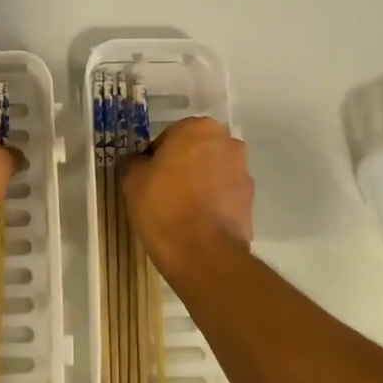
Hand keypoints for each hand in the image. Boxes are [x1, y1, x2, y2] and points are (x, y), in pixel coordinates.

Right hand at [120, 117, 253, 274]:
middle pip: (195, 151)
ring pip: (212, 172)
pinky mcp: (251, 201)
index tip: (146, 179)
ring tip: (179, 211)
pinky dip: (212, 203)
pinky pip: (223, 195)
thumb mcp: (132, 180)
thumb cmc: (164, 206)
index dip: (154, 158)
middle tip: (161, 191)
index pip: (169, 137)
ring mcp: (243, 172)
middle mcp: (227, 142)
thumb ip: (133, 162)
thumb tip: (138, 162)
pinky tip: (195, 223)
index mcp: (198, 128)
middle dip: (181, 166)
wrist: (203, 254)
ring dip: (198, 184)